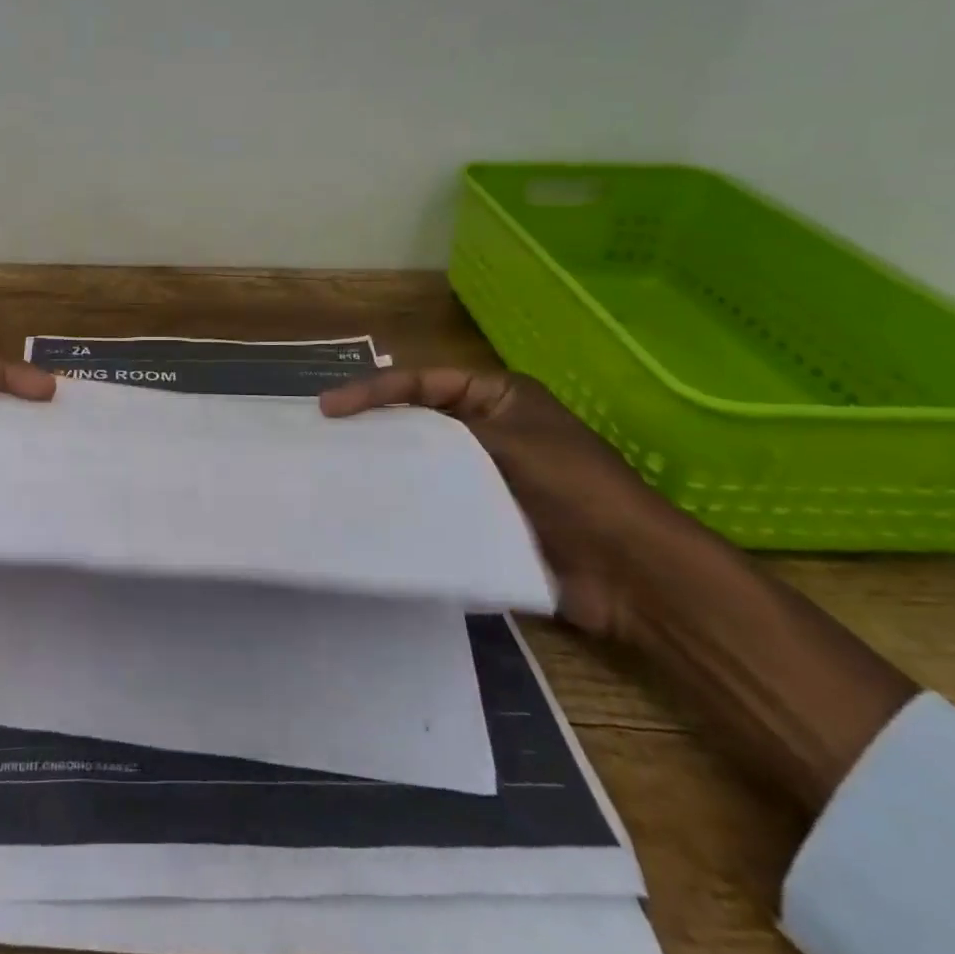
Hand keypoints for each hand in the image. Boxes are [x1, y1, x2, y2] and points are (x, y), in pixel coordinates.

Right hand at [319, 367, 692, 640]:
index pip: (423, 382)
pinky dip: (406, 501)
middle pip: (418, 419)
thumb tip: (382, 438)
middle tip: (325, 435)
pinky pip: (434, 501)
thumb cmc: (573, 488)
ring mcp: (484, 475)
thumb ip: (442, 434)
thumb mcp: (508, 442)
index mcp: (498, 397)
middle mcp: (487, 430)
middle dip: (375, 425)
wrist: (629, 571)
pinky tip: (373, 508)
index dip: (375, 390)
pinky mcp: (481, 515)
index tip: (330, 406)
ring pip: (422, 462)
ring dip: (387, 465)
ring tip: (338, 472)